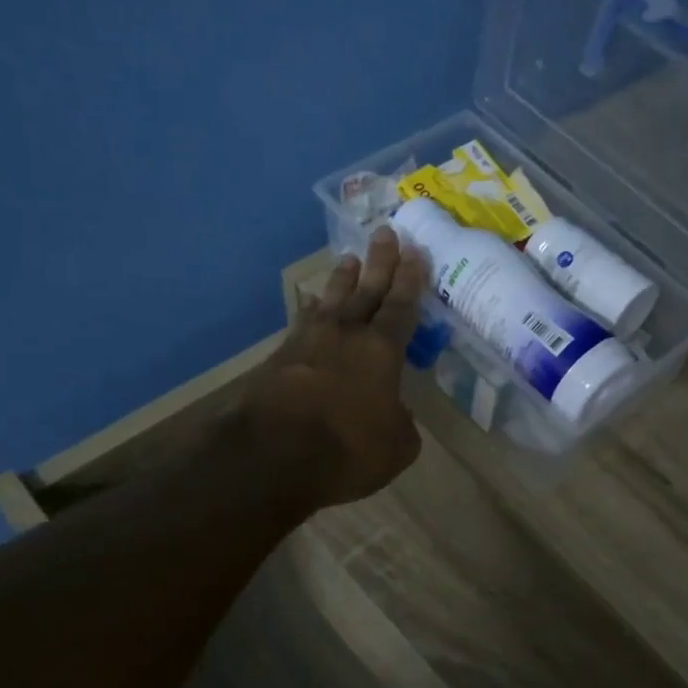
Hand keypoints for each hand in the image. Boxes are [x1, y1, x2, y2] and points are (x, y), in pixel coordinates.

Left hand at [240, 228, 426, 512]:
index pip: (401, 306)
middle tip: (386, 233)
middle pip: (367, 290)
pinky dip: (312, 310)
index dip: (410, 279)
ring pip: (331, 300)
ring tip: (349, 258)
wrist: (271, 455)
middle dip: (379, 262)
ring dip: (342, 278)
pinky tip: (312, 306)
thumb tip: (395, 414)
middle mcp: (346, 335)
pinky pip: (303, 323)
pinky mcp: (280, 358)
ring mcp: (308, 342)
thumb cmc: (347, 449)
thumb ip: (401, 424)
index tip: (415, 251)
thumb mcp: (396, 447)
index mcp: (382, 351)